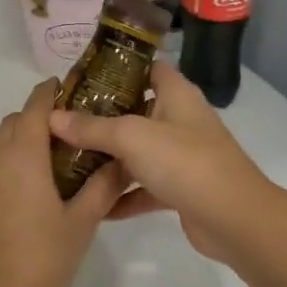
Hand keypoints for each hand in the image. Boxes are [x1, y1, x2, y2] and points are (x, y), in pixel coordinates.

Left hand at [0, 79, 130, 286]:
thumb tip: (122, 163)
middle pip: (15, 121)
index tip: (70, 89)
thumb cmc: (42, 259)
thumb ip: (102, 188)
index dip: (51, 92)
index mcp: (23, 155)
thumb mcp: (81, 223)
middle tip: (71, 134)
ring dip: (23, 141)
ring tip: (53, 163)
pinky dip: (9, 165)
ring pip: (0, 144)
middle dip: (39, 117)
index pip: (36, 106)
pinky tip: (29, 193)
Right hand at [48, 62, 270, 262]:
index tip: (81, 78)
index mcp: (175, 94)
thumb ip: (91, 127)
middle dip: (103, 116)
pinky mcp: (182, 189)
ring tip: (70, 161)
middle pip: (137, 110)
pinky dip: (124, 195)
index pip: (146, 68)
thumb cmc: (184, 161)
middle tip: (65, 121)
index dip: (117, 68)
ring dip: (110, 158)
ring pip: (139, 151)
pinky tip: (95, 206)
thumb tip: (52, 117)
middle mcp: (180, 119)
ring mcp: (182, 156)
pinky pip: (145, 186)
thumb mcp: (131, 137)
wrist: (234, 219)